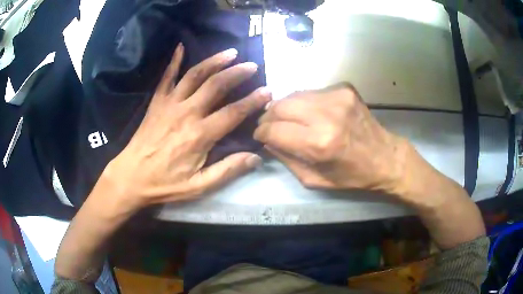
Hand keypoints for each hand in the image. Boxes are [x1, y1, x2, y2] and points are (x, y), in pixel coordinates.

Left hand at [97, 44, 270, 212]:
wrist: (131, 176)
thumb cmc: (165, 183)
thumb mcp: (198, 186)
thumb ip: (227, 170)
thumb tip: (256, 158)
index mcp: (199, 135)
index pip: (233, 112)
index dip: (252, 101)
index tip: (267, 91)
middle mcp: (186, 113)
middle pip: (216, 85)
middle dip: (236, 73)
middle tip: (252, 65)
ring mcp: (169, 103)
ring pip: (195, 75)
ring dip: (214, 61)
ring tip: (230, 52)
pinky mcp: (157, 102)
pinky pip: (166, 76)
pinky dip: (174, 60)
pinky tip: (181, 46)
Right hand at [254, 83, 407, 195]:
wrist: (385, 157)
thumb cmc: (351, 175)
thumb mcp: (313, 179)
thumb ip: (286, 159)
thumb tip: (267, 140)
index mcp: (320, 144)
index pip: (273, 130)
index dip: (261, 133)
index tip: (260, 136)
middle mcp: (327, 115)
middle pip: (280, 106)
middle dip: (269, 116)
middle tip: (270, 126)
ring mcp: (337, 97)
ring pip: (293, 95)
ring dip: (285, 107)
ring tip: (288, 119)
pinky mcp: (344, 88)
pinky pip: (311, 92)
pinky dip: (304, 102)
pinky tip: (311, 113)